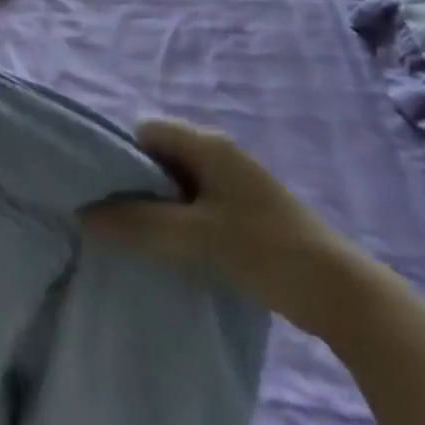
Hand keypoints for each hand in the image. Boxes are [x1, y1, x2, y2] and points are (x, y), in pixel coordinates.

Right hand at [81, 120, 363, 336]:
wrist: (341, 293)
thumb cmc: (264, 250)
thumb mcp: (194, 238)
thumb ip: (137, 225)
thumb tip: (83, 216)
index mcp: (206, 143)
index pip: (145, 132)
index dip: (120, 157)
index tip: (103, 192)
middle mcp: (218, 152)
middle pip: (159, 156)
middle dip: (135, 184)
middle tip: (115, 219)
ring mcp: (235, 181)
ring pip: (178, 183)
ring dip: (158, 206)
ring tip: (138, 238)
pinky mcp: (245, 210)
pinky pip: (197, 203)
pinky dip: (180, 220)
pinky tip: (174, 250)